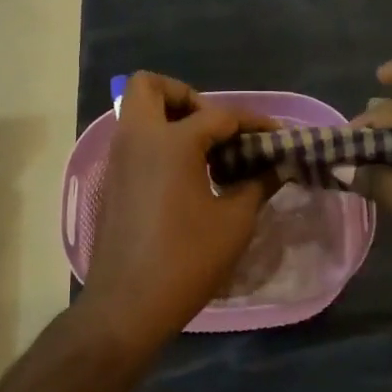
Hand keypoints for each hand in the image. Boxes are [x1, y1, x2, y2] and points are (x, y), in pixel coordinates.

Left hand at [79, 72, 277, 349]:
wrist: (127, 305)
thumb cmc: (186, 260)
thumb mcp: (234, 222)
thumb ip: (258, 184)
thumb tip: (278, 166)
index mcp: (170, 141)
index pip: (219, 114)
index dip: (253, 122)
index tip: (278, 135)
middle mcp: (137, 138)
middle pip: (150, 86)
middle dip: (187, 97)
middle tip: (216, 130)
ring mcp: (118, 159)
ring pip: (138, 112)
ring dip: (171, 118)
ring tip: (208, 153)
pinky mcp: (112, 181)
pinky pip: (134, 141)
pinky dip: (158, 143)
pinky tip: (187, 176)